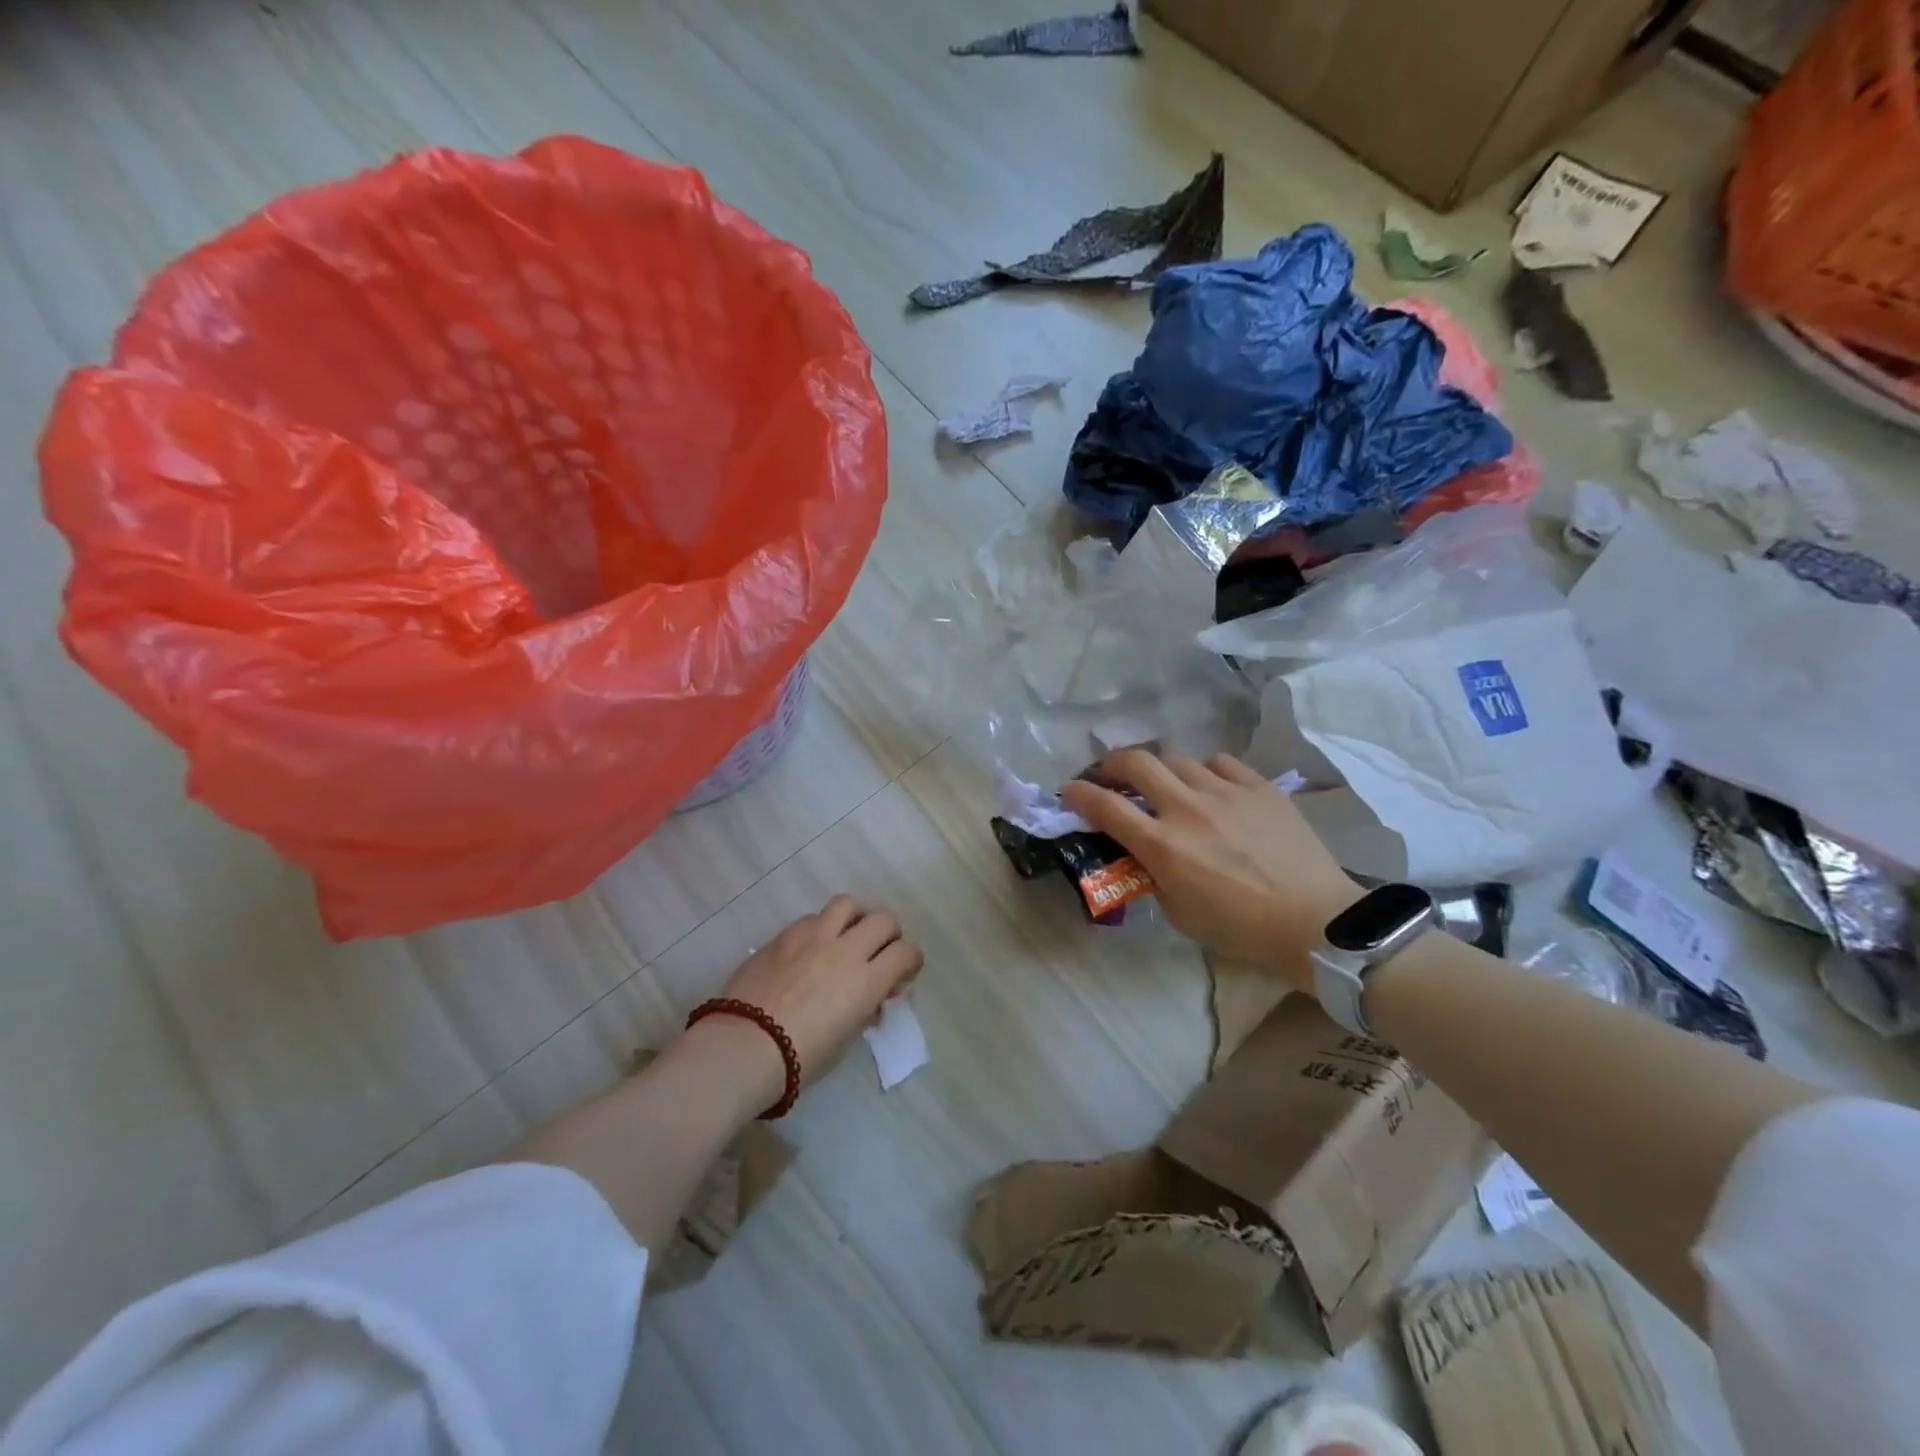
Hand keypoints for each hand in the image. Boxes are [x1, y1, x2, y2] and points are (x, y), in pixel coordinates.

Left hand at [703, 896, 924, 1109]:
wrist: (744, 1048)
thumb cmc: (800, 1058)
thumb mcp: (845, 1040)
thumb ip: (864, 1010)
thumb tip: (872, 998)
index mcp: (867, 981)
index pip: (906, 952)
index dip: (910, 961)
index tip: (901, 975)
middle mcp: (846, 950)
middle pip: (883, 919)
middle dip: (889, 934)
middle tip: (878, 951)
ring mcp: (813, 937)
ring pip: (847, 904)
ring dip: (855, 918)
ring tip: (847, 935)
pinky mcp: (784, 935)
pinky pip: (812, 918)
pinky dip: (821, 928)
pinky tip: (811, 948)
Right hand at [1060, 749, 1358, 990]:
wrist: (1315, 921)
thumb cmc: (1240, 928)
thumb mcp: (1178, 912)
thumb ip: (1152, 874)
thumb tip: (1141, 851)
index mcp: (1163, 845)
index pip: (1105, 805)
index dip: (1079, 793)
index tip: (1069, 791)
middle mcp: (1187, 809)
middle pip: (1136, 762)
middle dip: (1111, 764)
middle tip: (1110, 776)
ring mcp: (1225, 792)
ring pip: (1177, 759)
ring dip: (1161, 771)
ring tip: (1167, 787)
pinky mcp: (1259, 786)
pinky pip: (1220, 763)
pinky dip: (1205, 772)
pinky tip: (1210, 787)